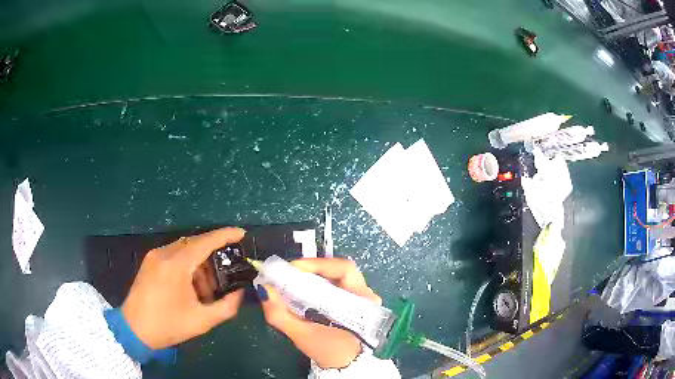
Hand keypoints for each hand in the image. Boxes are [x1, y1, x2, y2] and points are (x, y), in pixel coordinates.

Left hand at [121, 228, 245, 348]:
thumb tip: (240, 293)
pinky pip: (174, 255)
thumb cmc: (168, 325)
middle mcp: (164, 254)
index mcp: (176, 265)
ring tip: (207, 289)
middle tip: (226, 273)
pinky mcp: (149, 262)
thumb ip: (227, 307)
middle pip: (195, 243)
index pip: (205, 242)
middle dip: (213, 254)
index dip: (225, 235)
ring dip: (200, 263)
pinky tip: (191, 287)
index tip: (241, 233)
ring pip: (184, 249)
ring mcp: (154, 256)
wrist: (134, 330)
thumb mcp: (202, 321)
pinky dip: (187, 266)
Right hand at [258, 258, 380, 368]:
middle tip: (289, 272)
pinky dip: (316, 282)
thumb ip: (280, 314)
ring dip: (313, 274)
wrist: (344, 364)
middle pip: (339, 269)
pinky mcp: (352, 300)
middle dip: (312, 268)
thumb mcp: (302, 335)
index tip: (293, 268)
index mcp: (362, 301)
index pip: (343, 269)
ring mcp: (361, 296)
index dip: (317, 264)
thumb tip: (264, 289)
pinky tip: (302, 288)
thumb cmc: (329, 351)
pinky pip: (334, 283)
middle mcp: (365, 294)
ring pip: (336, 275)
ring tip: (292, 279)